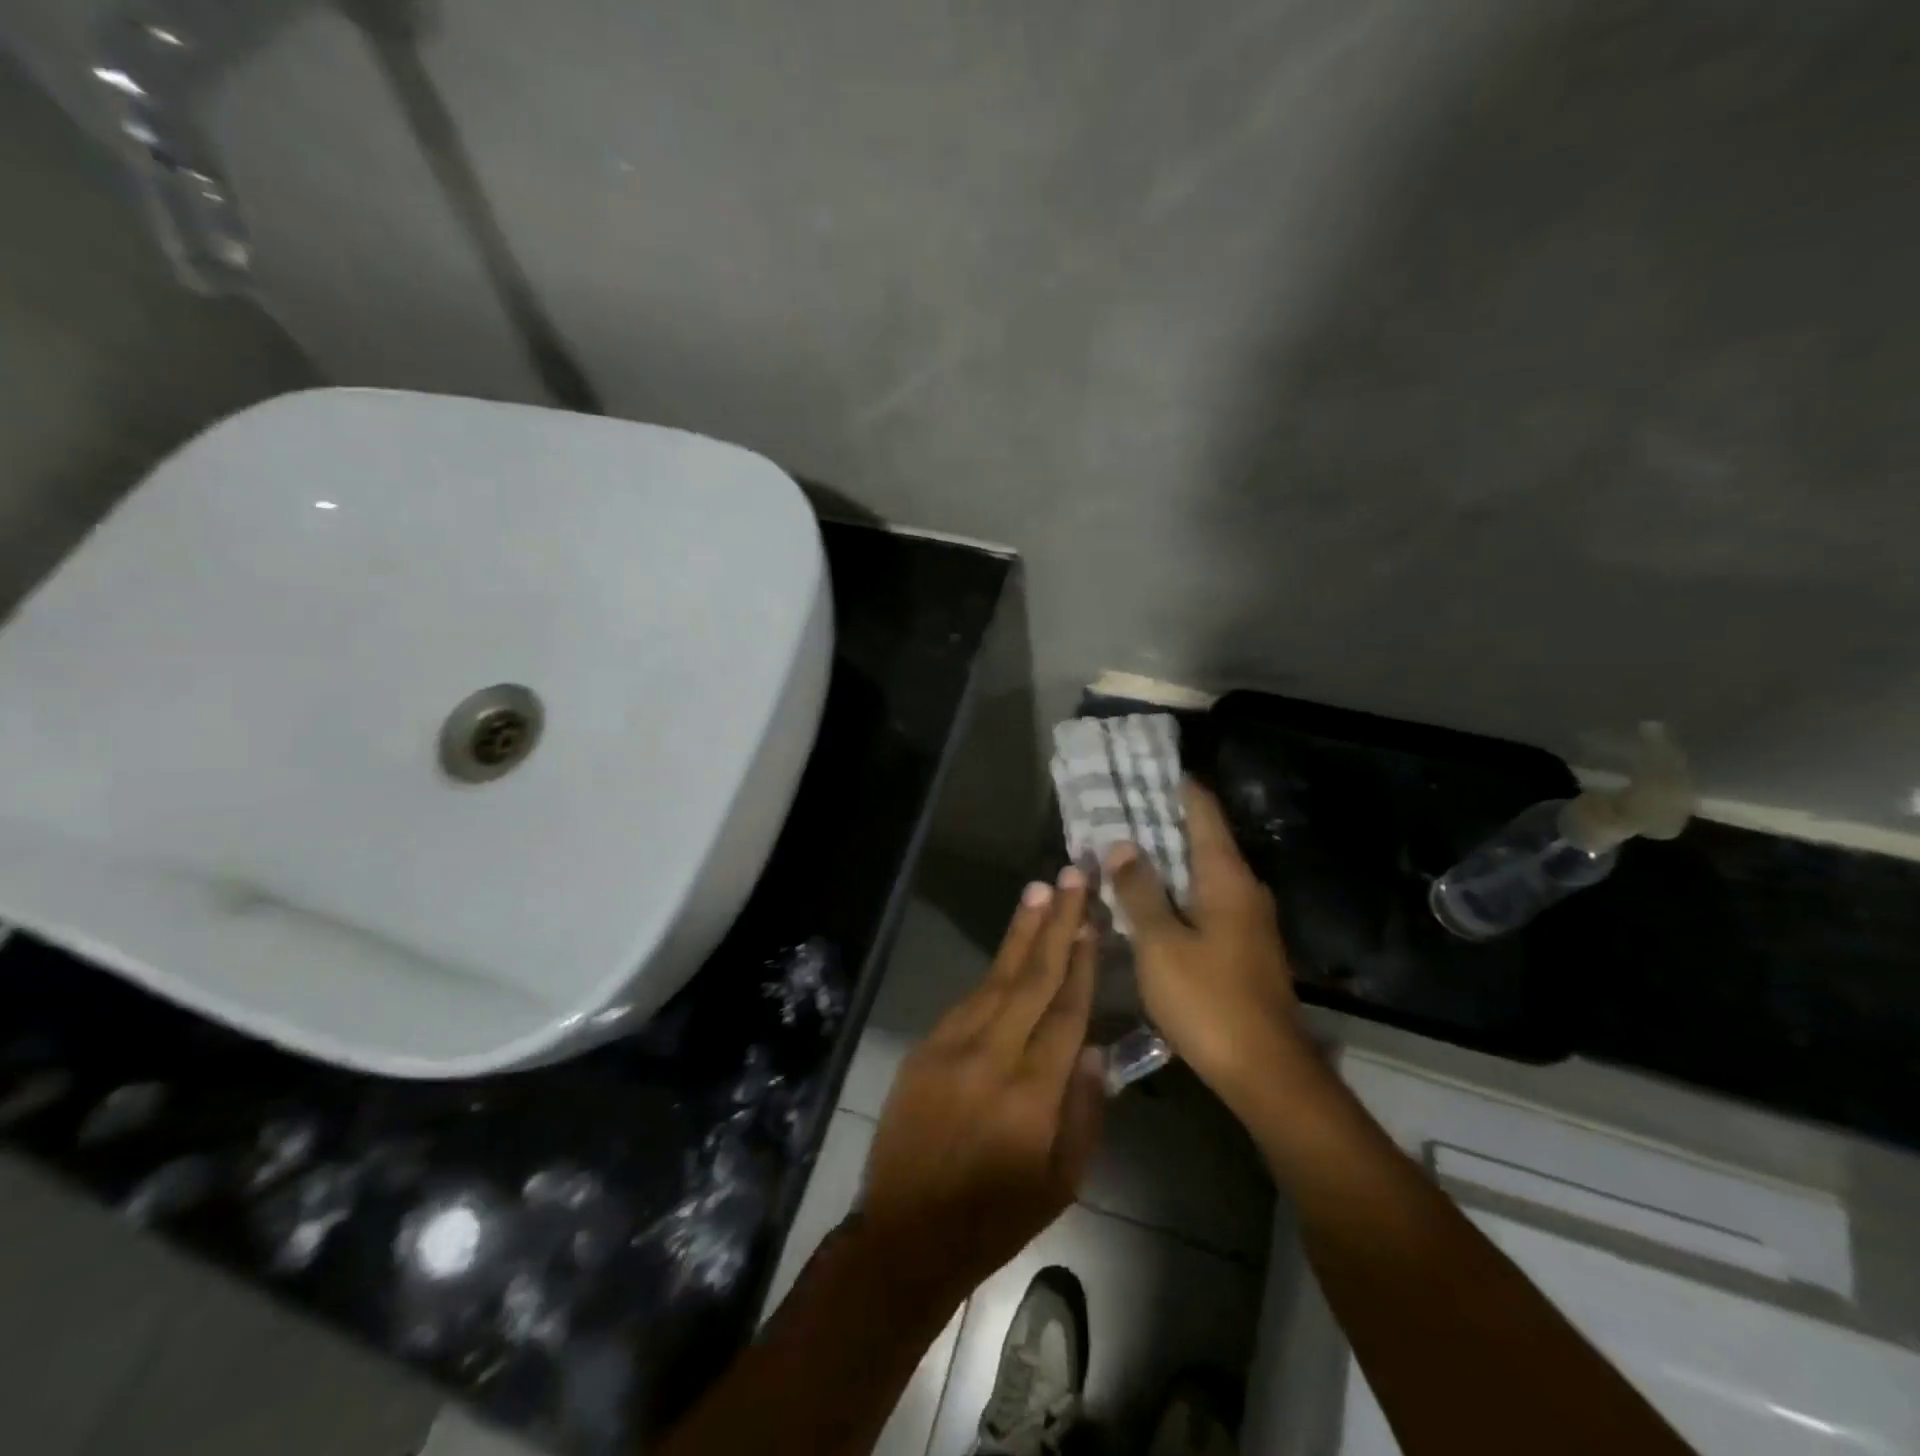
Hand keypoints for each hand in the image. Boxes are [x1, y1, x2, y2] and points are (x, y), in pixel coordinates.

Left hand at [858, 868, 1106, 1305]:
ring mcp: (952, 1046)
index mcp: (1032, 1094)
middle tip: (1071, 877)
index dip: (1081, 963)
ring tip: (1041, 892)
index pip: (1065, 1013)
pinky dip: (994, 971)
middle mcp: (992, 1057)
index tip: (1094, 921)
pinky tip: (1010, 947)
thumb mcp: (1061, 1183)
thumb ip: (1083, 1112)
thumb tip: (1092, 1047)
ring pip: (996, 978)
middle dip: (1055, 924)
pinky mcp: (926, 1047)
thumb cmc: (996, 1216)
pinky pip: (969, 1000)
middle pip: (1032, 978)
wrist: (907, 1232)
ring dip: (1021, 932)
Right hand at [1106, 781, 1309, 1112]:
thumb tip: (1122, 844)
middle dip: (1159, 824)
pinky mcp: (1244, 948)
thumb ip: (1139, 891)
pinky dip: (1175, 893)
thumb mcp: (1160, 944)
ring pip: (1200, 874)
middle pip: (1201, 840)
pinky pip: (1204, 903)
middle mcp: (1243, 890)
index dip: (1173, 787)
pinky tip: (1145, 903)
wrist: (1267, 1073)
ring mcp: (1248, 921)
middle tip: (1113, 813)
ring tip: (1120, 854)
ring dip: (1164, 862)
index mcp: (1226, 878)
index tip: (1139, 770)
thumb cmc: (1209, 1000)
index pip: (1202, 811)